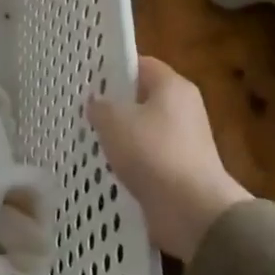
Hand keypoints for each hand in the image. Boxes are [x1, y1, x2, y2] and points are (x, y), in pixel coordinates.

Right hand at [88, 56, 249, 261]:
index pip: (141, 64)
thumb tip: (98, 103)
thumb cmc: (152, 152)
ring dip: (120, 136)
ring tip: (88, 140)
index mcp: (173, 86)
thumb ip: (100, 106)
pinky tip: (106, 168)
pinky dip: (130, 162)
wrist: (191, 210)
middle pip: (142, 97)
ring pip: (143, 130)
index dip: (113, 67)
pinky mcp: (180, 170)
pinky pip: (148, 157)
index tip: (87, 78)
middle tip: (82, 110)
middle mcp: (183, 108)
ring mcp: (184, 141)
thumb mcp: (114, 121)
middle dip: (114, 104)